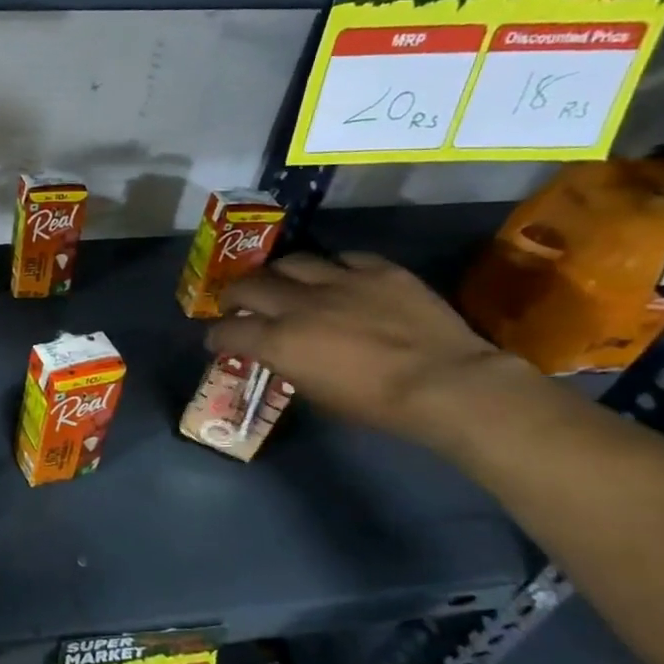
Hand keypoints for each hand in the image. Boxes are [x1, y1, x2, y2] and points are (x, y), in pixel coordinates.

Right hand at [206, 252, 524, 444]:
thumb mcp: (317, 394)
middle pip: (248, 285)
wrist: (447, 384)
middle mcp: (298, 304)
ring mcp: (339, 280)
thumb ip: (289, 365)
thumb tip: (279, 354)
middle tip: (237, 303)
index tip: (217, 339)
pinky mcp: (378, 269)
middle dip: (235, 295)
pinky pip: (343, 258)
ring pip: (291, 262)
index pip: (228, 330)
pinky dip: (332, 268)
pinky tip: (336, 278)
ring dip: (279, 274)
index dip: (216, 335)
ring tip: (282, 282)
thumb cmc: (377, 405)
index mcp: (279, 341)